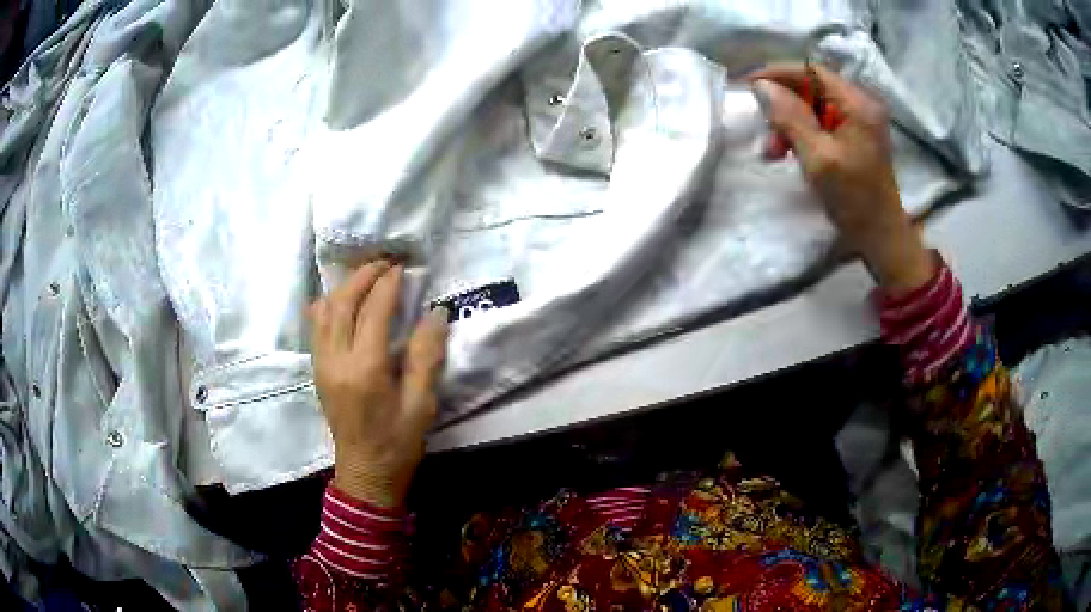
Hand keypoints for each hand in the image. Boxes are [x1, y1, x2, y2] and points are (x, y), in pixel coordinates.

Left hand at [309, 261, 449, 507]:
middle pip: (342, 303)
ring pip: (324, 311)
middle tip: (384, 262)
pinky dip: (329, 305)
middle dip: (362, 277)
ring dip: (344, 288)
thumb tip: (435, 313)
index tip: (402, 267)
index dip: (387, 285)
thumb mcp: (422, 404)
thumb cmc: (398, 443)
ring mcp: (322, 364)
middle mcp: (336, 360)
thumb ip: (427, 356)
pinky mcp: (317, 370)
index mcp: (366, 369)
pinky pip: (316, 327)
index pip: (373, 312)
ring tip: (366, 276)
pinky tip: (342, 301)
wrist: (366, 475)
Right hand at [749, 64, 934, 293]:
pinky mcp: (855, 134)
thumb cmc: (854, 199)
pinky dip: (801, 132)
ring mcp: (859, 119)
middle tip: (764, 130)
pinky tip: (790, 151)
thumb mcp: (818, 158)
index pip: (810, 71)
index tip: (748, 85)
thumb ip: (790, 118)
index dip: (777, 74)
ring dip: (789, 122)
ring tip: (774, 150)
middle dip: (782, 104)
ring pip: (813, 105)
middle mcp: (861, 104)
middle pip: (811, 87)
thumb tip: (761, 86)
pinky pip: (821, 121)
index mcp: (858, 104)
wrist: (881, 236)